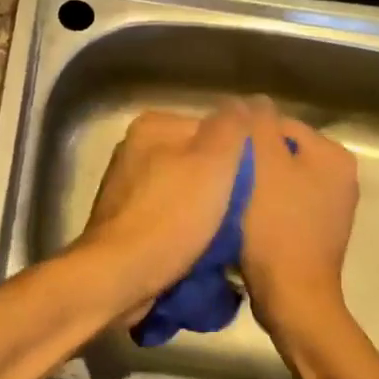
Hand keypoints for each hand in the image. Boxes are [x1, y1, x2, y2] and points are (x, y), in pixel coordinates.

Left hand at [75, 103, 250, 318]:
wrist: (118, 276)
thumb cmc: (170, 215)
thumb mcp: (214, 162)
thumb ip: (232, 126)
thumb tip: (248, 102)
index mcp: (153, 126)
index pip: (213, 129)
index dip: (241, 155)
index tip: (259, 183)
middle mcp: (135, 149)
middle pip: (198, 160)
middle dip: (223, 184)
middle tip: (247, 211)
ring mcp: (127, 186)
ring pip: (185, 190)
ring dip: (207, 210)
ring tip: (228, 234)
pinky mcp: (125, 221)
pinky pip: (169, 216)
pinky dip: (186, 229)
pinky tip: (201, 248)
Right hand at [236, 97, 358, 341]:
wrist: (293, 297)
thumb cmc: (276, 226)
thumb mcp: (263, 165)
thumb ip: (258, 125)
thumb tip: (253, 99)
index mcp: (333, 155)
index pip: (281, 123)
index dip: (247, 133)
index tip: (221, 151)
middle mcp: (340, 176)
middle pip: (282, 151)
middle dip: (252, 158)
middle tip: (221, 173)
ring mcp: (332, 207)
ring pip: (281, 178)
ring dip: (255, 182)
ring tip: (228, 195)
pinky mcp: (317, 231)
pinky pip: (285, 204)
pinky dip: (264, 206)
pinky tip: (243, 218)